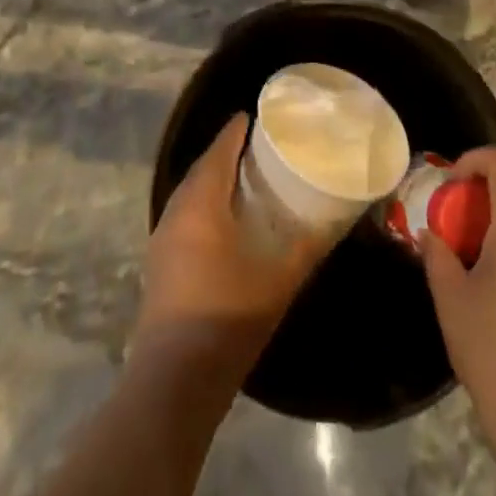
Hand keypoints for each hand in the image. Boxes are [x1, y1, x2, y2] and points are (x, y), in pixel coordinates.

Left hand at [130, 114, 330, 381]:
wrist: (175, 379)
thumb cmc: (229, 317)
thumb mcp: (279, 279)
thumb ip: (308, 245)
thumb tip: (336, 217)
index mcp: (201, 204)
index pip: (218, 151)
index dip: (235, 131)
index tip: (254, 116)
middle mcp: (176, 212)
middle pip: (201, 169)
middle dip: (225, 153)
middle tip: (257, 147)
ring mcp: (162, 240)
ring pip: (190, 194)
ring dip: (213, 181)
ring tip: (245, 179)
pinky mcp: (160, 264)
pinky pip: (184, 216)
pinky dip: (204, 205)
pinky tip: (225, 221)